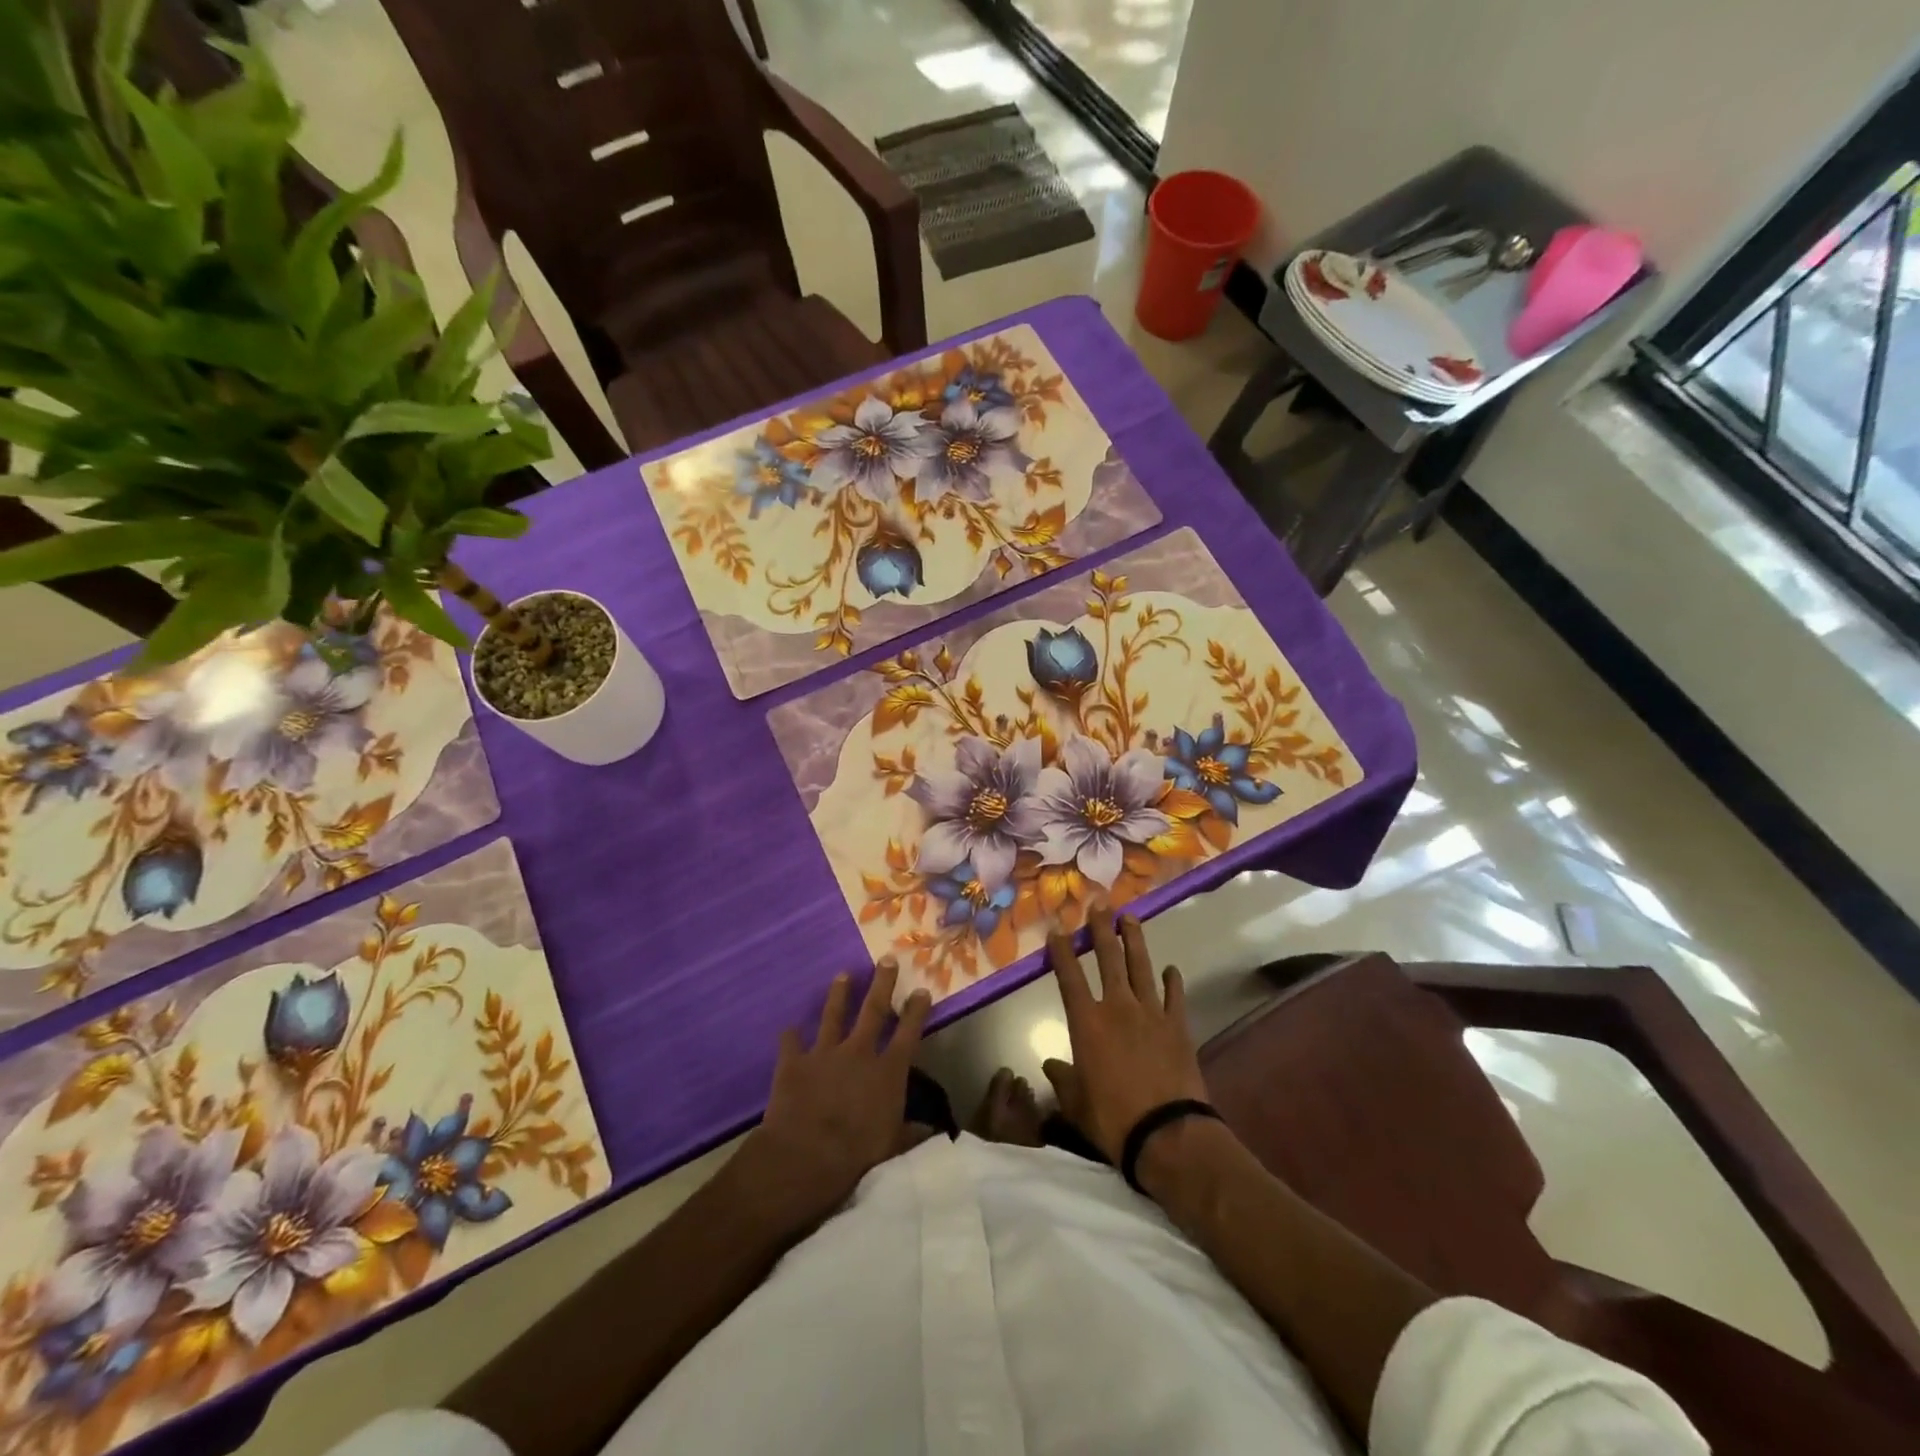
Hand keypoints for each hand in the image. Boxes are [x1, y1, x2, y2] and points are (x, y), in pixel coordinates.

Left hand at [743, 958, 931, 1227]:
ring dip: (839, 994)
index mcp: (887, 1071)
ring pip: (833, 1015)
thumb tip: (934, 1131)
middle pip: (874, 1009)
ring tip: (842, 974)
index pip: (908, 1032)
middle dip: (882, 983)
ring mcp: (824, 1053)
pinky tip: (789, 1028)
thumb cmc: (857, 1155)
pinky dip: (790, 1035)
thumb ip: (912, 1134)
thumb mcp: (893, 1147)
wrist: (805, 1157)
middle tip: (887, 958)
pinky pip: (791, 1042)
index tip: (922, 989)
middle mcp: (859, 1052)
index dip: (916, 1010)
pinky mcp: (794, 1062)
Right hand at [1042, 906, 1207, 1163]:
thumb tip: (1050, 1065)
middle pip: (1108, 959)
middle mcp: (1117, 1007)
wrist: (1167, 1132)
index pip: (1069, 977)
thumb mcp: (1076, 1102)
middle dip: (1102, 930)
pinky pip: (1173, 995)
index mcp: (1087, 1022)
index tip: (1057, 931)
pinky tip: (1170, 969)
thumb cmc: (1112, 1118)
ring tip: (1130, 918)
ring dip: (1134, 941)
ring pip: (1140, 967)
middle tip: (1100, 906)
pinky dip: (1171, 981)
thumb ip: (1063, 1079)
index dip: (1061, 951)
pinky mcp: (1177, 1025)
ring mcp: (1151, 1013)